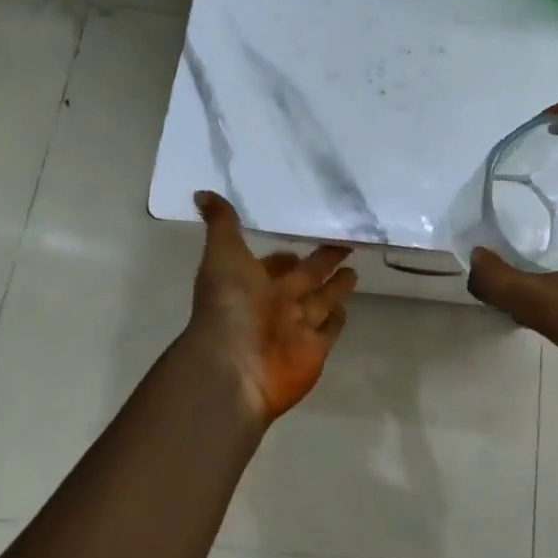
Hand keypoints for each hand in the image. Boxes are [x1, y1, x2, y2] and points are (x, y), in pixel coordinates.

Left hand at [184, 191, 357, 424]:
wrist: (235, 365)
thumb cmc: (229, 305)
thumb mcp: (224, 255)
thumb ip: (222, 224)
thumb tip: (201, 192)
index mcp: (254, 281)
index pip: (275, 263)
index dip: (286, 253)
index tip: (305, 236)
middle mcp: (276, 302)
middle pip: (306, 277)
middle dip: (323, 261)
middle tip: (345, 241)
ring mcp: (297, 326)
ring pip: (321, 300)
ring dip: (336, 287)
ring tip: (355, 270)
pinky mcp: (316, 348)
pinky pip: (329, 329)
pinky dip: (338, 319)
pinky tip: (347, 306)